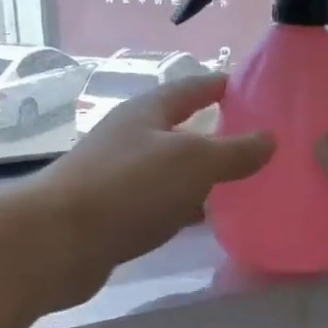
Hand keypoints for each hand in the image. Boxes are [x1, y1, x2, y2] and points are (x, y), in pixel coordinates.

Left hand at [32, 73, 273, 306]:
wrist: (58, 242)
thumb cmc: (129, 186)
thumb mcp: (192, 161)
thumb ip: (234, 152)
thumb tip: (270, 138)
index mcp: (147, 113)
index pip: (189, 89)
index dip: (218, 86)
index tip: (248, 88)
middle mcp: (131, 139)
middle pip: (179, 130)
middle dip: (214, 134)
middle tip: (255, 143)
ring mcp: (120, 178)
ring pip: (171, 171)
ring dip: (201, 176)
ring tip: (241, 183)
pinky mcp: (115, 215)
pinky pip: (160, 204)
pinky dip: (185, 208)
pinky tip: (206, 220)